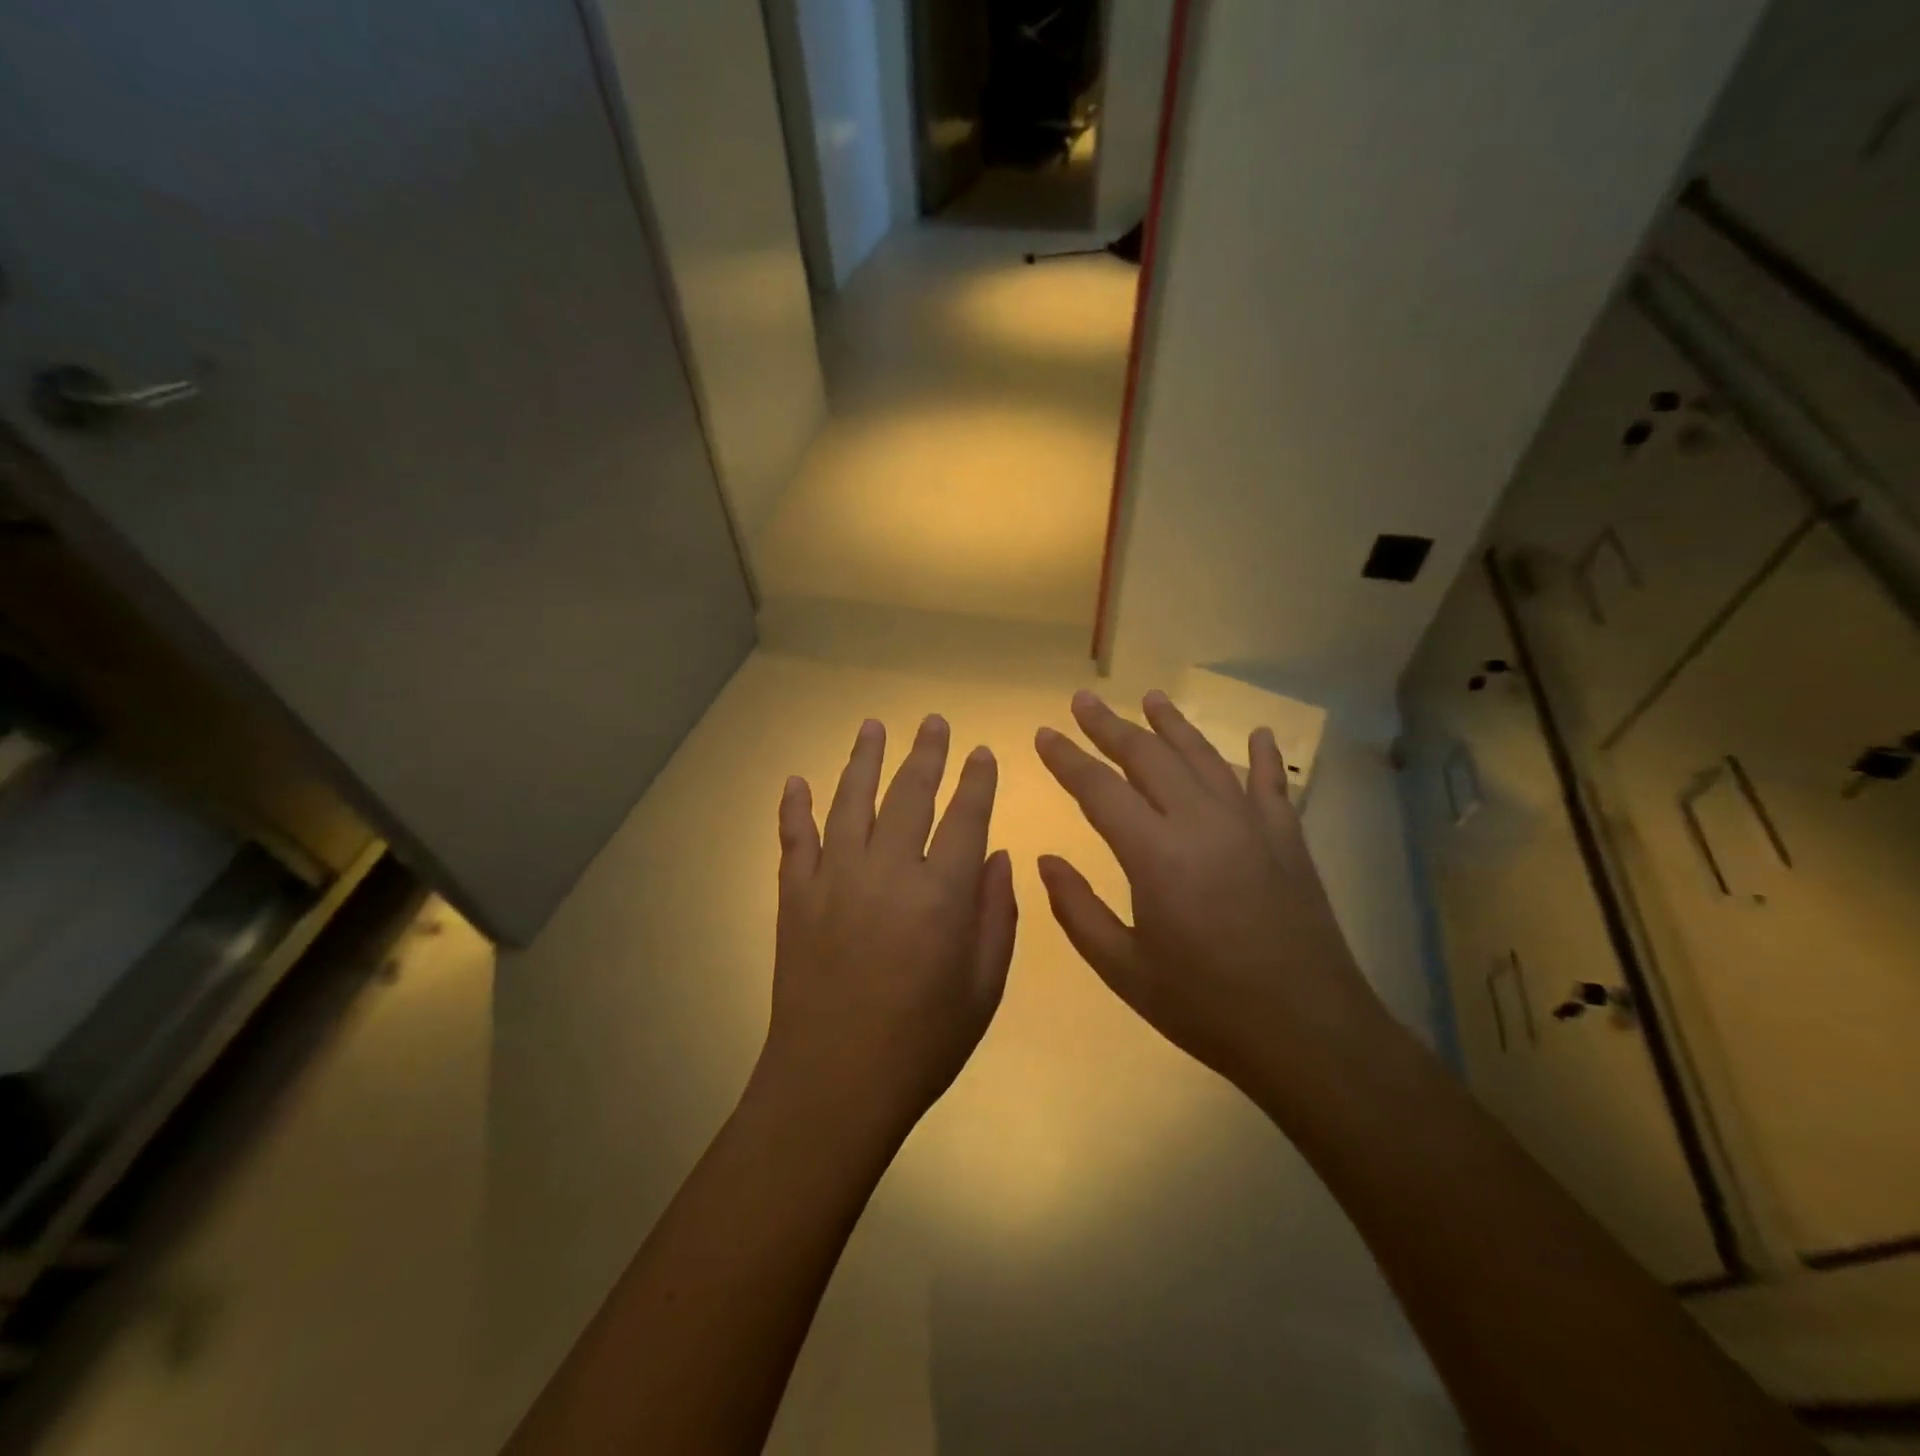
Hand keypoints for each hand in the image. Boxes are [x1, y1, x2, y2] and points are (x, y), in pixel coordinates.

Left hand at [754, 715, 1017, 1145]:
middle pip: (909, 795)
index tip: (981, 752)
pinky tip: (796, 781)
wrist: (833, 1084)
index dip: (976, 781)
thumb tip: (997, 856)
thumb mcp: (983, 988)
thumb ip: (996, 916)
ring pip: (851, 802)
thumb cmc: (922, 1043)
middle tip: (934, 722)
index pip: (965, 818)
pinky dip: (795, 808)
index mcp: (941, 894)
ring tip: (873, 726)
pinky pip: (795, 840)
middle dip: (926, 754)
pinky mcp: (795, 897)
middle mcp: (887, 871)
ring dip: (863, 760)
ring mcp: (834, 879)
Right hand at [1034, 690, 1395, 1110]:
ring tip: (1150, 697)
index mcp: (1155, 853)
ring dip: (1173, 725)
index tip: (1044, 733)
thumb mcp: (1123, 968)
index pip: (1098, 788)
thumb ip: (1077, 910)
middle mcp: (1201, 822)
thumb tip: (1046, 860)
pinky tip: (1257, 734)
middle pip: (1148, 756)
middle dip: (1109, 725)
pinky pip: (1270, 784)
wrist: (1308, 1033)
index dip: (1066, 758)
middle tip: (1083, 701)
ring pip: (1203, 757)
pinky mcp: (1288, 839)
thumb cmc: (1205, 1006)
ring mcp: (1251, 824)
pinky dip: (1262, 756)